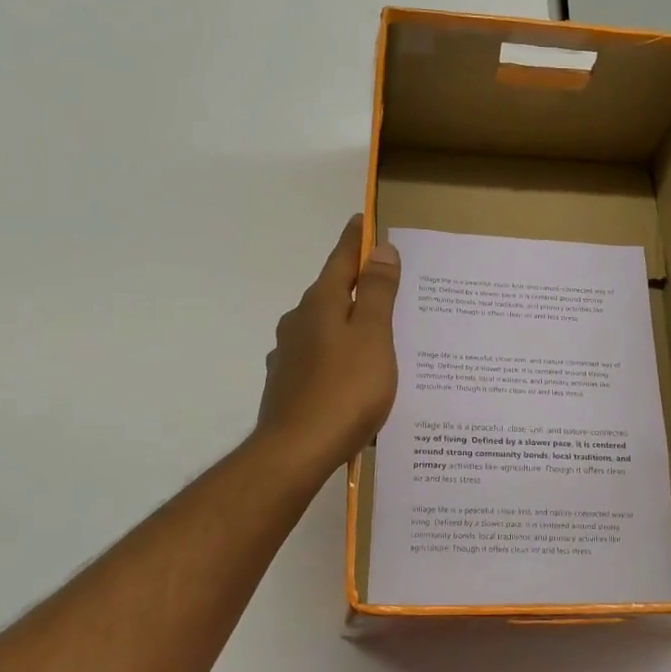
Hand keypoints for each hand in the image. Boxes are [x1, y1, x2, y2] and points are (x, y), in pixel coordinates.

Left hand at [255, 215, 400, 473]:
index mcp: (320, 304)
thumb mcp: (372, 336)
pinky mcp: (286, 384)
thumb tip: (379, 249)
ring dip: (344, 322)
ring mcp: (288, 354)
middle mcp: (298, 322)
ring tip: (373, 333)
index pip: (341, 260)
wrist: (295, 451)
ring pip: (322, 326)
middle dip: (354, 283)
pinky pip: (317, 356)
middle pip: (330, 292)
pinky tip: (349, 373)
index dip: (356, 240)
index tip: (363, 220)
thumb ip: (376, 292)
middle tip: (383, 281)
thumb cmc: (345, 390)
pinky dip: (335, 353)